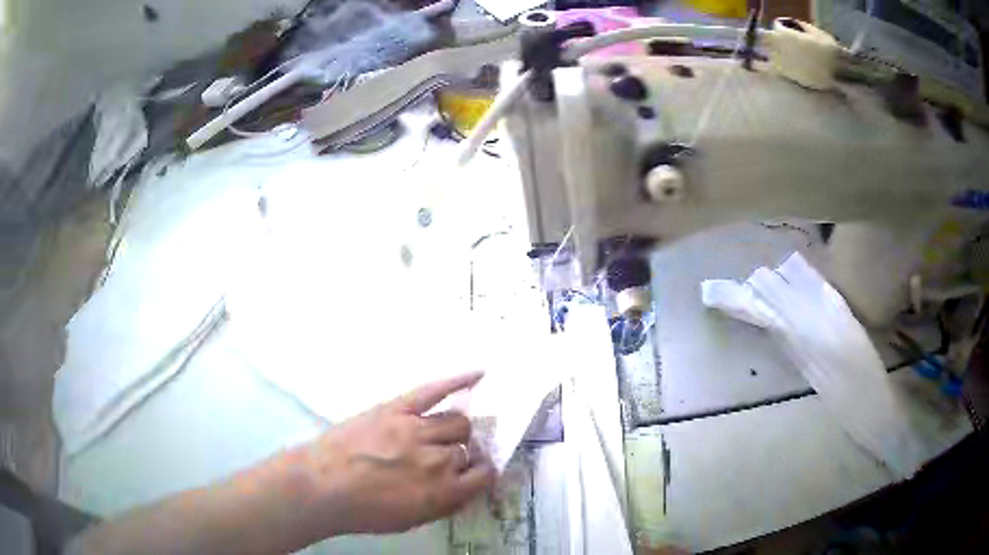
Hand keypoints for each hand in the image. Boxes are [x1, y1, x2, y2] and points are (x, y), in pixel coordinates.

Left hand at [296, 372, 494, 536]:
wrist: (321, 486)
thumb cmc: (363, 511)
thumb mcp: (411, 520)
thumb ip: (443, 502)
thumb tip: (462, 486)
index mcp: (443, 492)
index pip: (482, 474)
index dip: (480, 472)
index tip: (475, 471)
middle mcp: (437, 459)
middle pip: (467, 446)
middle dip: (461, 452)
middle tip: (444, 456)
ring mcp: (416, 429)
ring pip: (456, 421)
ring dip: (455, 429)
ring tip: (440, 434)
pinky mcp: (396, 409)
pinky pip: (432, 391)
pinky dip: (456, 381)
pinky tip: (477, 375)